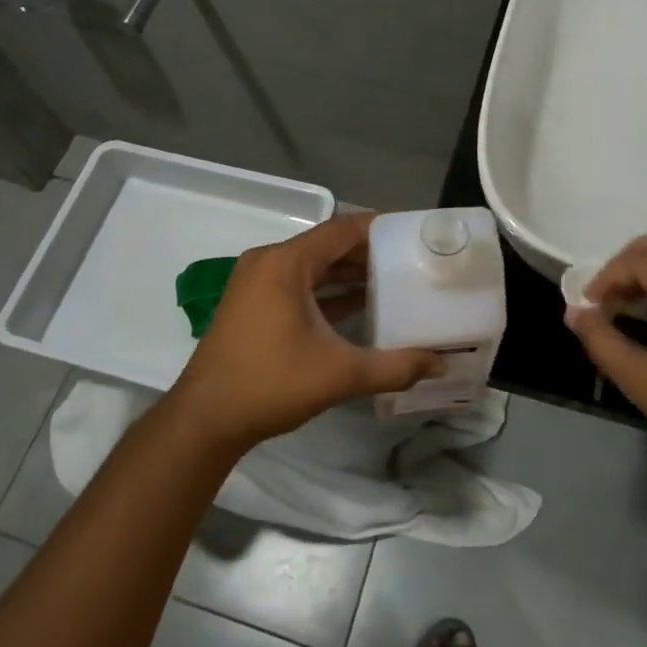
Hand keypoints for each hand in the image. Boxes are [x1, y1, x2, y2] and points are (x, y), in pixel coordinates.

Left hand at [167, 212, 444, 454]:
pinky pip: (297, 284)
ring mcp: (257, 283)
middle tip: (409, 259)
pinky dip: (326, 290)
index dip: (378, 228)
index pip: (341, 230)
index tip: (412, 232)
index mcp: (286, 263)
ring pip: (312, 266)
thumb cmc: (271, 384)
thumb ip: (394, 367)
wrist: (205, 419)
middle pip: (327, 245)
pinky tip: (359, 305)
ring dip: (347, 272)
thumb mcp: (340, 374)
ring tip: (392, 280)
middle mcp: (269, 262)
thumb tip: (440, 363)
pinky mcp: (253, 304)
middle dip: (368, 252)